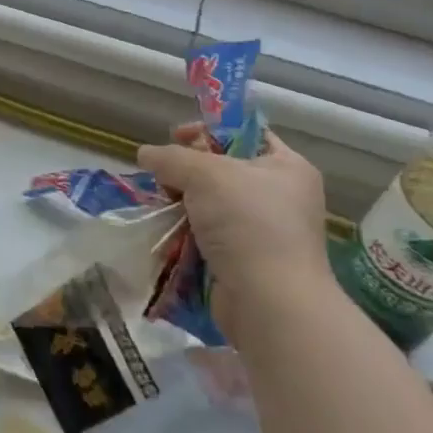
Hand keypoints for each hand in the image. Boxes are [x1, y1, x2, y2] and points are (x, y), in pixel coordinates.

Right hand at [137, 125, 335, 331]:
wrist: (270, 302)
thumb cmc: (248, 223)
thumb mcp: (205, 174)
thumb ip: (171, 157)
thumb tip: (145, 154)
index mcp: (287, 167)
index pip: (245, 133)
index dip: (209, 130)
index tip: (175, 137)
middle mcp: (281, 196)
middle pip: (222, 168)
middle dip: (187, 170)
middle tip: (165, 176)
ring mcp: (264, 231)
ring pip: (211, 203)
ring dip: (182, 202)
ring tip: (161, 205)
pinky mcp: (246, 260)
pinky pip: (208, 233)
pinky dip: (186, 230)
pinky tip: (167, 231)